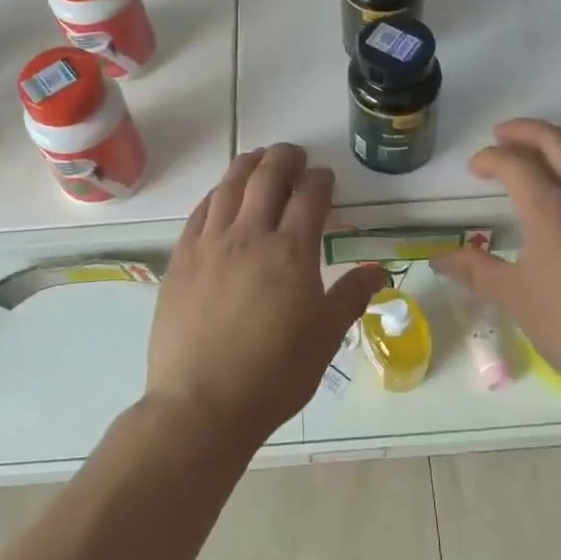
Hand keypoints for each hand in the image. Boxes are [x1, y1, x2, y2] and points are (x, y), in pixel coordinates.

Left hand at [147, 144, 389, 448]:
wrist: (201, 404)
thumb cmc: (274, 375)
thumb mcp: (325, 338)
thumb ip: (352, 296)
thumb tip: (379, 270)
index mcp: (291, 252)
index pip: (309, 197)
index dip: (319, 180)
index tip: (324, 176)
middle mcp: (249, 235)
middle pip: (267, 178)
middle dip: (284, 159)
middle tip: (293, 154)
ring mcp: (210, 244)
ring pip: (229, 186)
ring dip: (247, 166)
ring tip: (257, 159)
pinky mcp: (181, 258)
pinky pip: (199, 211)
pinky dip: (215, 193)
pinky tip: (220, 195)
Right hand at [432, 119, 560, 398]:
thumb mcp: (516, 299)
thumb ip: (476, 271)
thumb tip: (438, 259)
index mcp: (550, 208)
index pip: (514, 163)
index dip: (489, 158)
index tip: (476, 168)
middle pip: (555, 140)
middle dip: (525, 131)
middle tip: (504, 135)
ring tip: (546, 144)